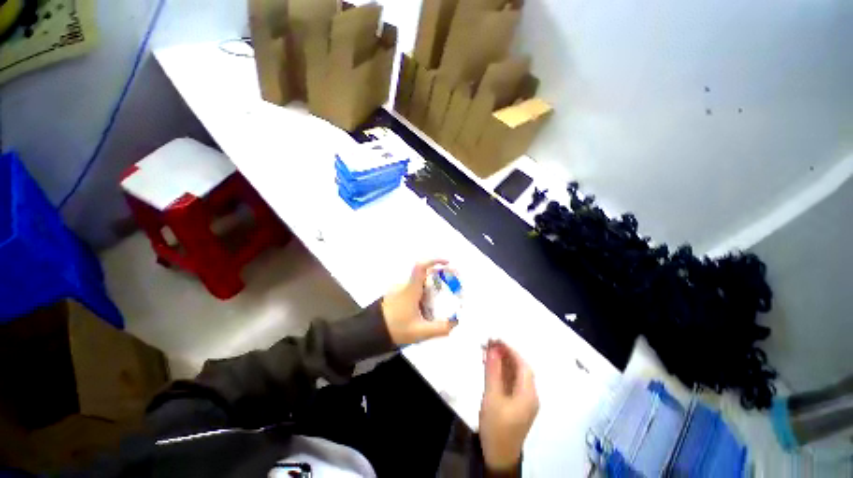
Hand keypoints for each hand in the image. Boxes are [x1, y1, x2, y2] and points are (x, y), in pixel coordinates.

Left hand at [381, 260, 456, 345]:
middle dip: (439, 277)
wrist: (371, 332)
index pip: (421, 267)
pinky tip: (426, 308)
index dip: (435, 260)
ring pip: (419, 282)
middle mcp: (404, 285)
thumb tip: (455, 322)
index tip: (447, 263)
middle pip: (425, 274)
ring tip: (439, 302)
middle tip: (450, 287)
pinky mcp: (396, 294)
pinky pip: (413, 288)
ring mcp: (399, 288)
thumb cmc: (395, 329)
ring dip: (431, 287)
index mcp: (410, 289)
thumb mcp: (420, 332)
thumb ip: (440, 328)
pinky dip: (423, 293)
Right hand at [479, 340, 538, 471]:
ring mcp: (524, 401)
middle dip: (506, 354)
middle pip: (520, 368)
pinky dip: (502, 372)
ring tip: (488, 352)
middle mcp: (530, 395)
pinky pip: (511, 383)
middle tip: (490, 343)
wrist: (499, 456)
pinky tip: (491, 367)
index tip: (497, 339)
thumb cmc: (496, 427)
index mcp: (528, 393)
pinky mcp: (517, 405)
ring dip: (503, 362)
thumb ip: (493, 372)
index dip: (511, 350)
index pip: (523, 365)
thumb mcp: (492, 397)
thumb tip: (493, 348)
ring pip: (515, 375)